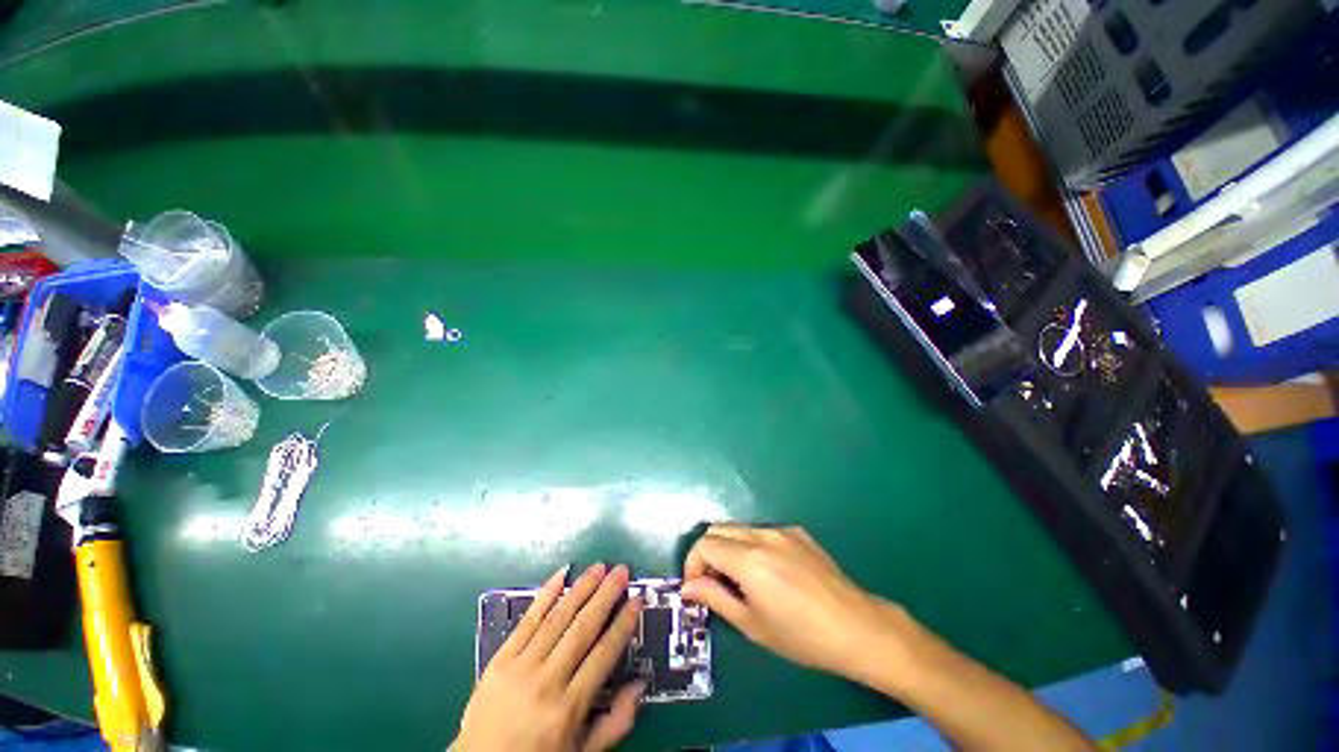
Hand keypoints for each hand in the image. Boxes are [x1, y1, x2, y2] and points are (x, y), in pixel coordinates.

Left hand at [454, 563, 645, 751]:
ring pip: (557, 618)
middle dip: (606, 595)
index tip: (636, 600)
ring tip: (599, 567)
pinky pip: (526, 621)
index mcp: (568, 708)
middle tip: (621, 571)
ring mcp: (520, 667)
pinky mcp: (499, 660)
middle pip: (583, 628)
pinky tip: (560, 575)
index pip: (603, 655)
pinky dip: (544, 595)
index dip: (623, 624)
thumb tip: (640, 686)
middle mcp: (546, 682)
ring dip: (581, 588)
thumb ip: (614, 723)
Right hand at [681, 524, 907, 682]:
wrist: (857, 627)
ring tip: (741, 578)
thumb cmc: (802, 636)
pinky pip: (763, 531)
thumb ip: (715, 598)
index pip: (704, 545)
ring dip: (728, 547)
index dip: (692, 565)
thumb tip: (688, 586)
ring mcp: (782, 530)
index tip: (697, 588)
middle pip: (717, 529)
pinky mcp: (797, 532)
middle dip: (707, 553)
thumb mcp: (752, 624)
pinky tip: (770, 571)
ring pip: (739, 528)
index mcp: (749, 559)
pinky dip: (752, 545)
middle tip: (713, 583)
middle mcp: (762, 535)